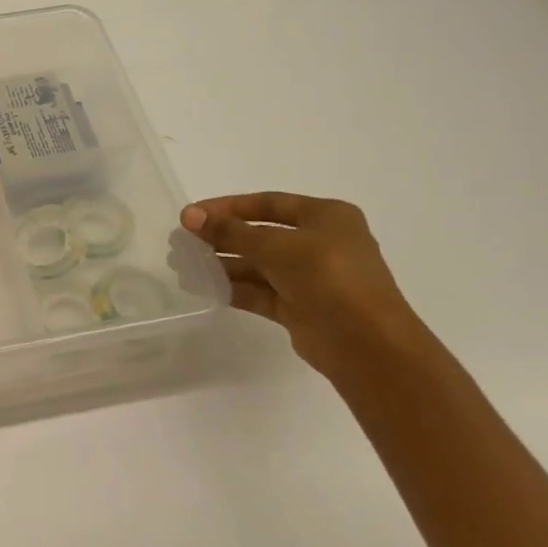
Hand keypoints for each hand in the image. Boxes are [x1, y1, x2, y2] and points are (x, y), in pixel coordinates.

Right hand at [181, 193, 441, 383]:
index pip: (268, 203)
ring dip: (222, 265)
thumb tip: (189, 216)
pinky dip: (233, 289)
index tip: (191, 214)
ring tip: (184, 266)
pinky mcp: (299, 308)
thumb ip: (230, 232)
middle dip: (221, 238)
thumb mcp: (275, 246)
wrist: (365, 343)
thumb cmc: (327, 277)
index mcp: (326, 217)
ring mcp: (310, 278)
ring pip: (258, 266)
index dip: (228, 207)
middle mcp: (320, 243)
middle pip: (260, 235)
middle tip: (182, 242)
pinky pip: (260, 292)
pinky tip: (203, 288)